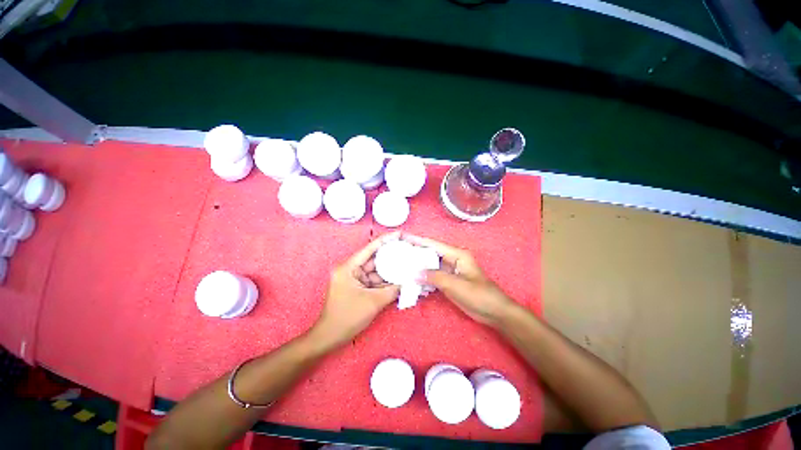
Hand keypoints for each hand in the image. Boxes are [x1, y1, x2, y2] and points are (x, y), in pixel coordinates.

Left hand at [311, 232, 400, 347]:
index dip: (385, 240)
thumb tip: (409, 281)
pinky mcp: (356, 287)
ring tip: (406, 265)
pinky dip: (384, 281)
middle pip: (373, 259)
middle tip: (406, 251)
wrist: (330, 338)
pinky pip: (373, 281)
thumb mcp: (373, 302)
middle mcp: (350, 269)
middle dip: (390, 256)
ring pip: (375, 271)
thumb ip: (393, 290)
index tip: (399, 234)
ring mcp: (353, 279)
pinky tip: (398, 279)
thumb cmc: (348, 317)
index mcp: (348, 268)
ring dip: (389, 271)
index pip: (369, 249)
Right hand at [402, 234, 516, 326]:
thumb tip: (414, 273)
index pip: (433, 244)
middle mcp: (453, 259)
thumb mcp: (456, 285)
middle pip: (430, 253)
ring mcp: (451, 271)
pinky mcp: (450, 281)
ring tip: (401, 264)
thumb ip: (434, 277)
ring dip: (418, 266)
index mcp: (457, 255)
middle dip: (415, 253)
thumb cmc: (479, 296)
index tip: (402, 237)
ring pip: (431, 265)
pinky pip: (433, 276)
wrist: (495, 312)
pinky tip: (413, 279)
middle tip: (397, 252)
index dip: (417, 240)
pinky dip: (424, 277)